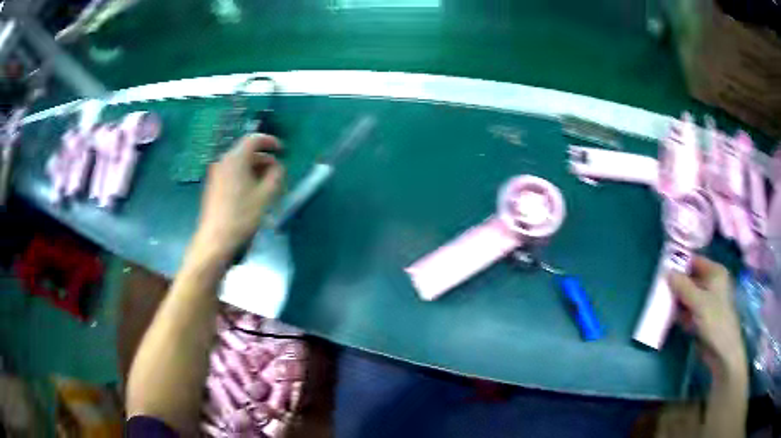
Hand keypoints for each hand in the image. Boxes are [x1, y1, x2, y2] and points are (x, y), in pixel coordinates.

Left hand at [192, 134, 283, 261]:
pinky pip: (232, 173)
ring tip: (268, 184)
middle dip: (264, 158)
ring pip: (239, 163)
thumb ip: (275, 175)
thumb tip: (278, 166)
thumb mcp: (265, 195)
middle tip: (277, 172)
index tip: (282, 150)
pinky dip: (244, 176)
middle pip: (246, 151)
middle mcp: (223, 161)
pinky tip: (252, 192)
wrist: (215, 239)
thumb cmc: (241, 216)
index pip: (253, 139)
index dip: (270, 141)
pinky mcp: (214, 186)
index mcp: (236, 159)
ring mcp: (216, 174)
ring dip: (255, 169)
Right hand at [668, 257, 746, 379]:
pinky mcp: (702, 317)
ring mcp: (707, 302)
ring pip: (688, 296)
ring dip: (677, 300)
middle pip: (691, 279)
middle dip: (677, 284)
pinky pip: (689, 310)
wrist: (722, 351)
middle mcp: (712, 283)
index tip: (664, 269)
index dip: (681, 264)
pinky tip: (670, 317)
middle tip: (660, 288)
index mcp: (715, 273)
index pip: (695, 261)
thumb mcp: (698, 302)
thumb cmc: (715, 321)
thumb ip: (682, 286)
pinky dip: (680, 313)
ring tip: (662, 303)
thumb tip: (666, 271)